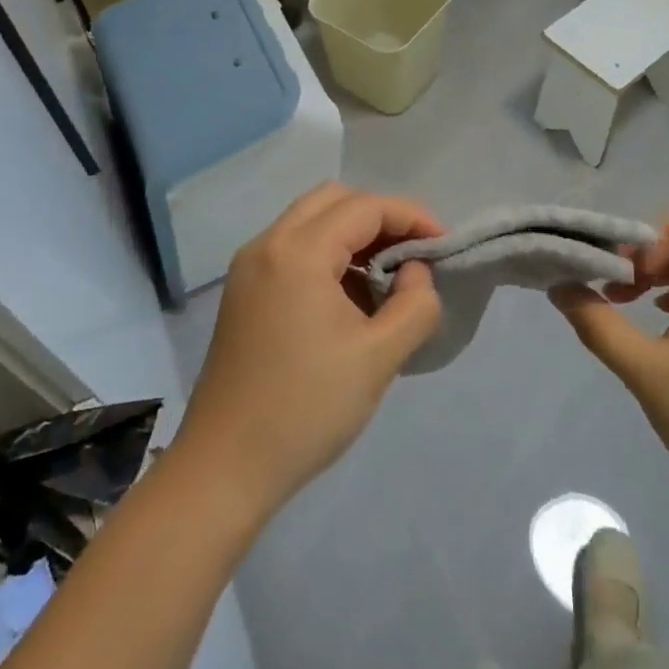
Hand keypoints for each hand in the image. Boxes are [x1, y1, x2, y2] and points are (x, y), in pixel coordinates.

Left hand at [171, 184, 442, 525]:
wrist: (225, 468)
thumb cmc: (306, 409)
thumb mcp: (380, 356)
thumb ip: (415, 303)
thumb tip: (416, 272)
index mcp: (297, 252)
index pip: (365, 207)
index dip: (412, 217)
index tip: (444, 246)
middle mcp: (266, 245)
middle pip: (333, 200)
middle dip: (381, 218)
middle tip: (413, 255)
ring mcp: (248, 269)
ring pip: (310, 222)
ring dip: (353, 236)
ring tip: (387, 280)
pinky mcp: (243, 294)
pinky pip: (292, 250)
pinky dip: (328, 256)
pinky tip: (350, 299)